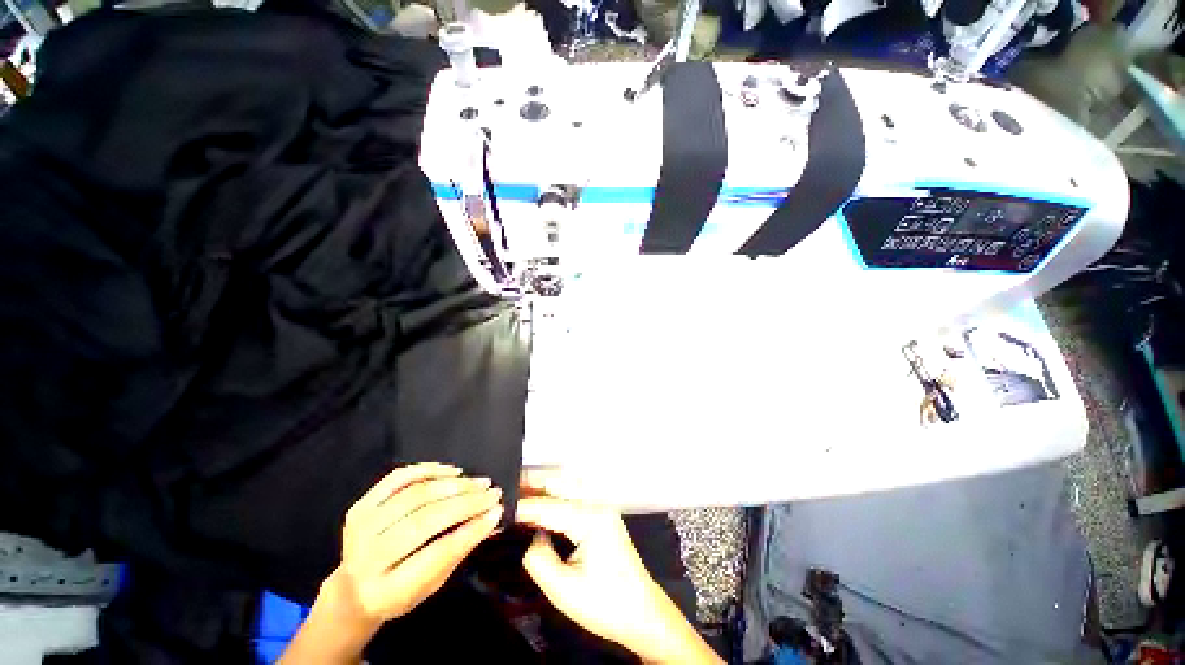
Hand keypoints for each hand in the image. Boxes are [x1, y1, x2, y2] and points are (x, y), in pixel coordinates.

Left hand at [283, 463, 502, 663]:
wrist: (351, 591)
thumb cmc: (399, 592)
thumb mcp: (431, 585)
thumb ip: (458, 551)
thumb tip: (492, 517)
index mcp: (387, 591)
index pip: (436, 554)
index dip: (470, 530)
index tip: (497, 510)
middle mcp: (368, 558)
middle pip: (423, 521)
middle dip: (465, 502)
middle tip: (492, 492)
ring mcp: (360, 529)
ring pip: (414, 496)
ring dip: (453, 485)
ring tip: (478, 482)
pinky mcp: (359, 507)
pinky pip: (398, 479)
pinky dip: (429, 470)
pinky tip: (453, 471)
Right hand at [516, 496, 721, 664]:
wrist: (643, 615)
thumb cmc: (605, 605)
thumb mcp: (563, 590)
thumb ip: (539, 558)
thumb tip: (533, 536)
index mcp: (590, 519)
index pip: (549, 506)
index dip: (523, 506)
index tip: (500, 505)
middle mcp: (597, 505)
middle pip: (562, 484)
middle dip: (535, 483)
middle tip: (509, 487)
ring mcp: (603, 510)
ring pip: (569, 487)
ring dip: (546, 488)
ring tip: (522, 492)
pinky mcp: (603, 518)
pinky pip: (576, 499)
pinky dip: (557, 498)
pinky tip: (544, 508)